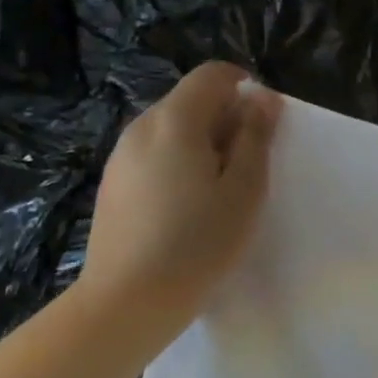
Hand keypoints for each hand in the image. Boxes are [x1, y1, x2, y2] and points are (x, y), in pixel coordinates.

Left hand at [79, 62, 282, 333]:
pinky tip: (187, 208)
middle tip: (248, 165)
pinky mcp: (112, 184)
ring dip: (203, 143)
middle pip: (191, 100)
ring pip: (172, 129)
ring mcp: (120, 156)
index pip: (212, 74)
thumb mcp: (245, 188)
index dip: (244, 86)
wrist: (127, 302)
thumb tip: (262, 98)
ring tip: (219, 190)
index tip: (265, 123)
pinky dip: (178, 163)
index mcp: (176, 121)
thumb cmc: (198, 242)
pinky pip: (154, 155)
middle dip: (225, 118)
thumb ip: (255, 136)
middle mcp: (142, 127)